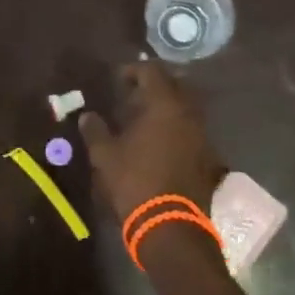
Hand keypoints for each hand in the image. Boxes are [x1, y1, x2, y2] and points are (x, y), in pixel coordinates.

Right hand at [78, 63, 222, 221]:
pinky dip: (176, 127)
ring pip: (185, 107)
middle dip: (154, 86)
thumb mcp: (106, 155)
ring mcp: (202, 134)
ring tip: (145, 119)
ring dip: (167, 107)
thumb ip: (96, 130)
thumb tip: (87, 116)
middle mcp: (188, 113)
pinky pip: (191, 129)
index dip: (134, 70)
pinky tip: (160, 141)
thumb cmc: (135, 181)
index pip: (152, 72)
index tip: (118, 80)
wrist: (171, 225)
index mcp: (164, 105)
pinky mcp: (208, 156)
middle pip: (174, 85)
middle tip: (133, 96)